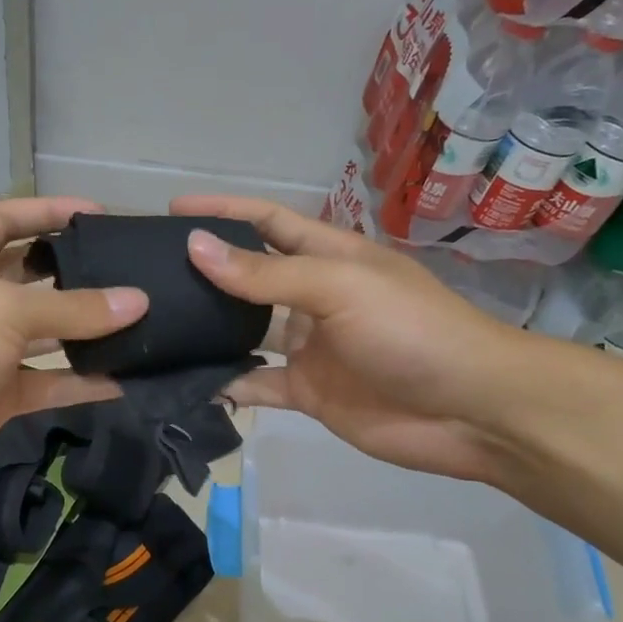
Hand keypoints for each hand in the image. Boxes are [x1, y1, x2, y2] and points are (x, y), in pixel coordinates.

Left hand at [0, 198, 146, 510]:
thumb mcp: (1, 311)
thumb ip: (72, 307)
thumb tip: (137, 301)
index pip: (7, 220)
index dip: (49, 211)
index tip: (99, 214)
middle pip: (32, 277)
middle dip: (77, 274)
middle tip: (132, 273)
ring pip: (45, 334)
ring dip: (87, 332)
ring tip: (141, 323)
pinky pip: (47, 382)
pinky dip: (81, 383)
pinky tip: (124, 379)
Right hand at [171, 196, 524, 482]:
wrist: (471, 410)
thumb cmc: (410, 330)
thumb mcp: (338, 287)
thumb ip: (265, 273)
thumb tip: (195, 247)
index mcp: (328, 257)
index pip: (267, 223)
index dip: (224, 212)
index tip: (174, 211)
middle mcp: (314, 297)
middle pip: (250, 277)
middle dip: (207, 272)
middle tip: (151, 274)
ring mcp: (310, 347)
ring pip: (246, 332)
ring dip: (210, 330)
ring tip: (158, 327)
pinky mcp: (308, 392)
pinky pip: (257, 384)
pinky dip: (228, 385)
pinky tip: (190, 384)